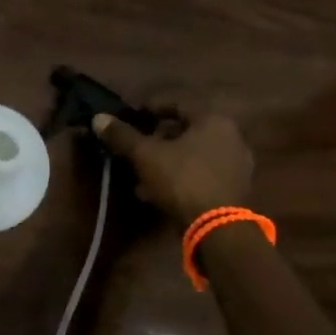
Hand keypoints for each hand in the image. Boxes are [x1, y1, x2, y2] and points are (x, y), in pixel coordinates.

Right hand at [93, 107, 254, 225]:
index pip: (177, 105)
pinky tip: (157, 192)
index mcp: (214, 120)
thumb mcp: (145, 155)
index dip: (151, 109)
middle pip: (186, 132)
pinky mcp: (235, 191)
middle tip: (136, 147)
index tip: (132, 117)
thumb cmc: (182, 179)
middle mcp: (231, 138)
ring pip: (192, 156)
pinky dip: (180, 178)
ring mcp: (236, 166)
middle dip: (158, 140)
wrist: (217, 229)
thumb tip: (98, 118)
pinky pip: (201, 175)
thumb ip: (122, 135)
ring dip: (167, 162)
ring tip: (141, 174)